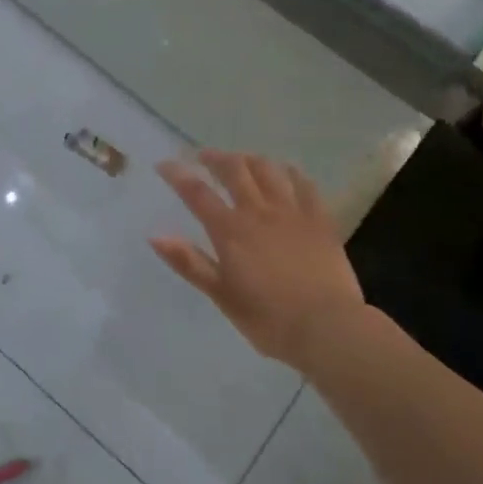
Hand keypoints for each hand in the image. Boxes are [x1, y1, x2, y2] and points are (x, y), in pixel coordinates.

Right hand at [151, 151, 367, 371]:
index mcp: (230, 231)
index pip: (197, 193)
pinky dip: (291, 172)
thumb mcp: (222, 295)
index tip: (165, 164)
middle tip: (204, 156)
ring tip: (241, 160)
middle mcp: (259, 211)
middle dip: (215, 158)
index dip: (178, 175)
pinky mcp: (320, 218)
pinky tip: (286, 170)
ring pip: (268, 170)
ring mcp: (292, 211)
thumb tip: (155, 236)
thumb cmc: (268, 319)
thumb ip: (190, 263)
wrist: (327, 327)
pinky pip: (304, 184)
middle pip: (234, 170)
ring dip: (250, 159)